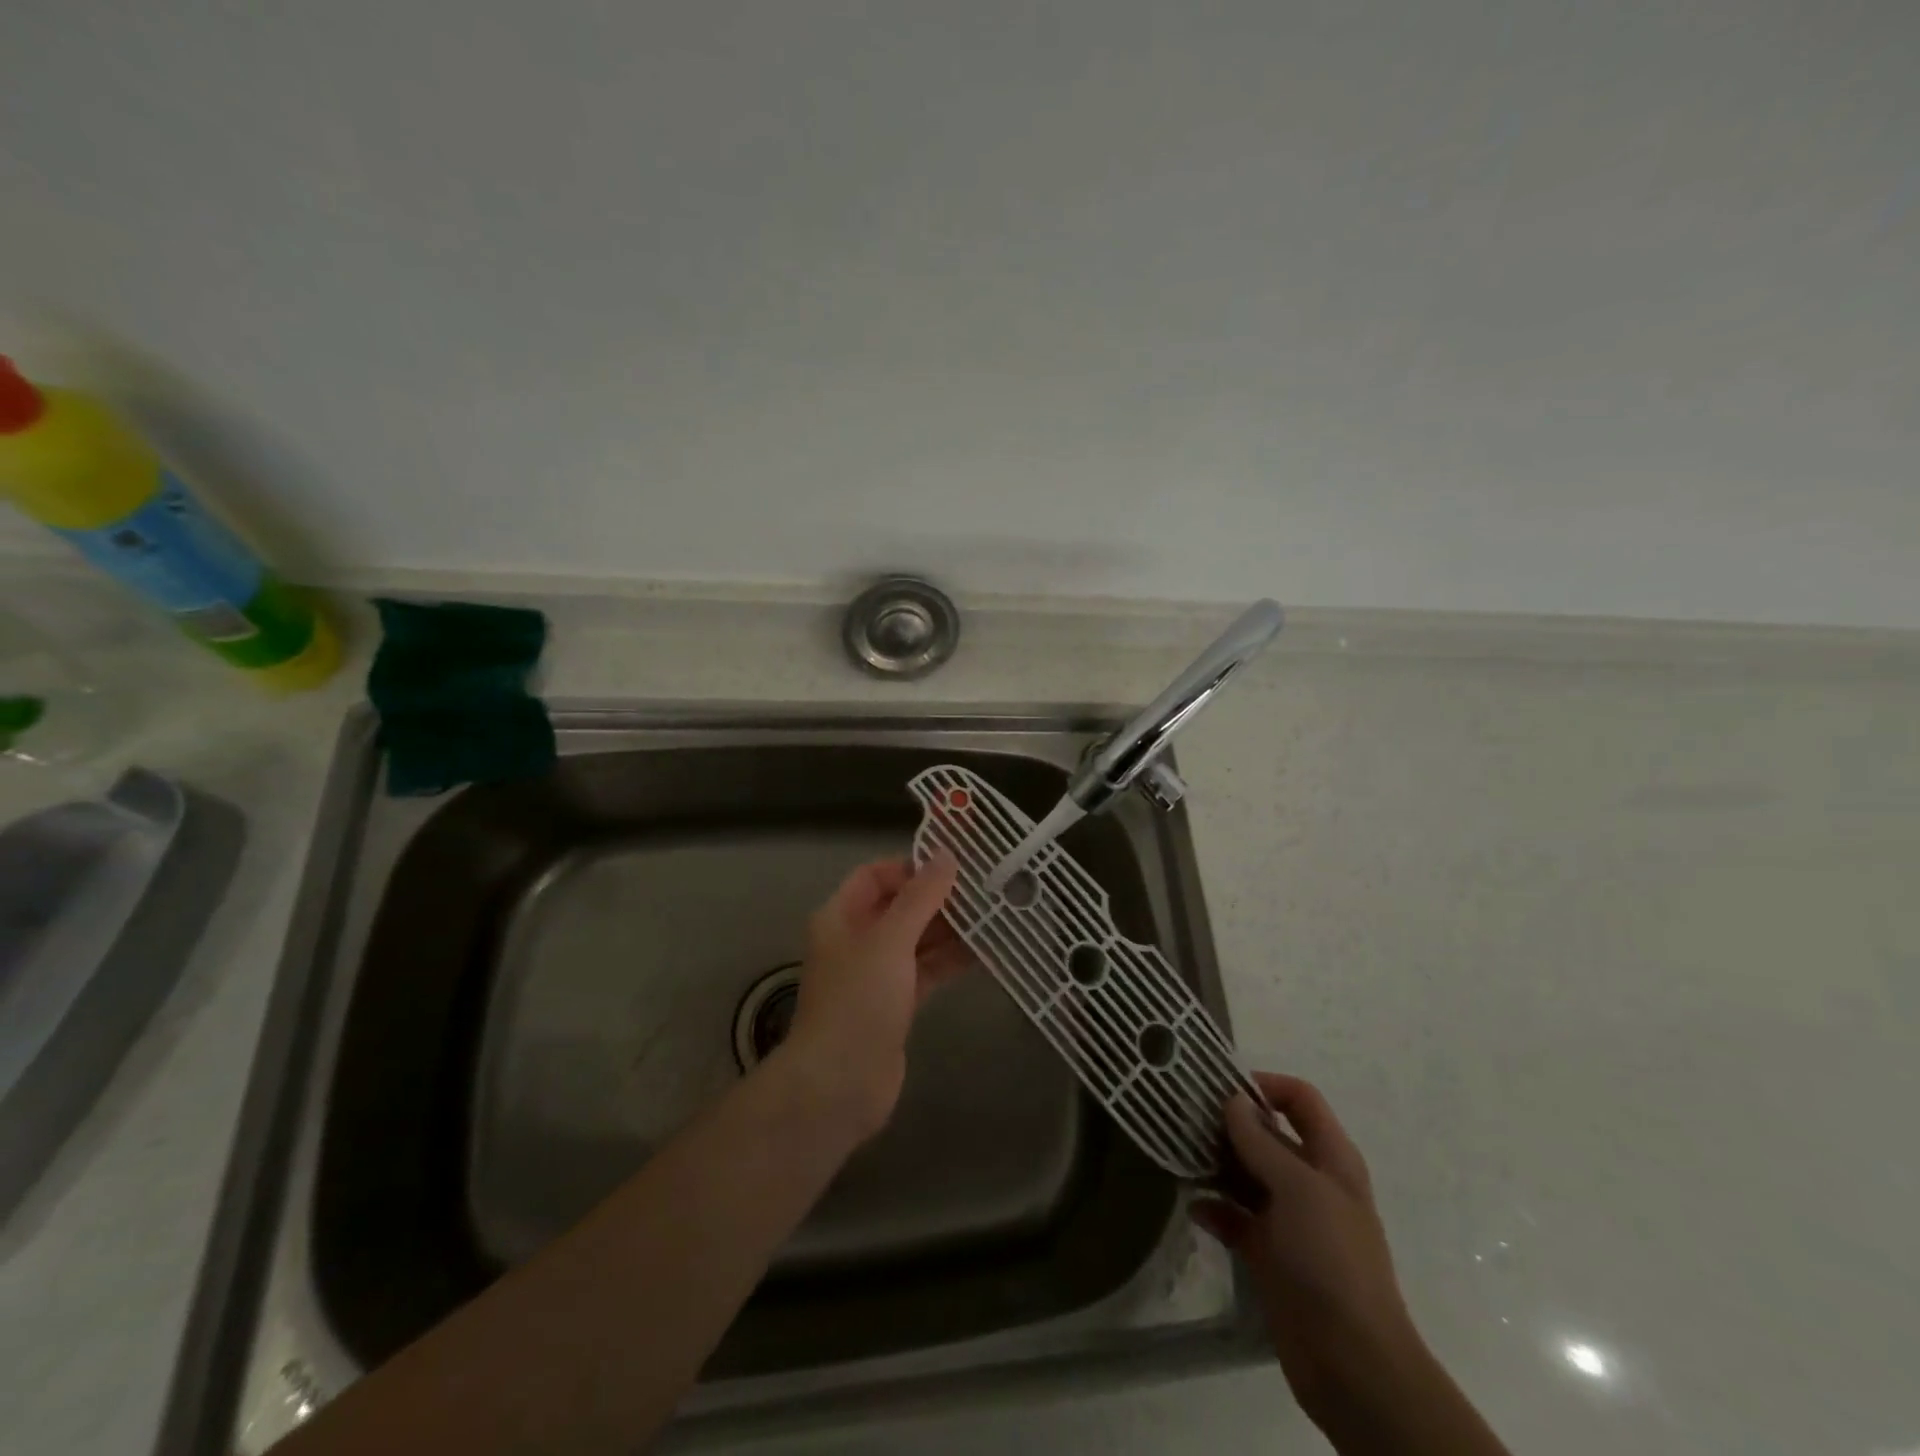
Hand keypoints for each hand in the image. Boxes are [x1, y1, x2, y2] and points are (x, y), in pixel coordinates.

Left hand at [784, 852, 968, 1139]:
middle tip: (983, 889)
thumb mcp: (890, 940)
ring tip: (993, 916)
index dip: (910, 868)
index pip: (874, 876)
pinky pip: (925, 971)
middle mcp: (856, 940)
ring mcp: (876, 974)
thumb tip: (946, 855)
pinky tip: (985, 953)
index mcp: (841, 917)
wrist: (840, 1083)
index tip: (952, 867)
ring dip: (949, 930)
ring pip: (916, 940)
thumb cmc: (859, 1000)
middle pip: (899, 907)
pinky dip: (950, 961)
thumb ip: (920, 897)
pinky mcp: (896, 1004)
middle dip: (938, 898)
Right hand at [1193, 1074, 1423, 1421]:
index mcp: (1330, 1159)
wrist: (1352, 1364)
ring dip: (1216, 1165)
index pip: (1300, 1100)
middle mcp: (1310, 1182)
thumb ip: (1261, 1142)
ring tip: (1179, 1155)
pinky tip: (1192, 1207)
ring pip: (1246, 1175)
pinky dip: (1214, 1209)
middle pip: (1267, 1135)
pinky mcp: (1269, 1254)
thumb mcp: (1298, 1189)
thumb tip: (1232, 1100)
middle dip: (1229, 1124)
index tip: (1222, 1087)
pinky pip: (1235, 1219)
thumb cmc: (1331, 1259)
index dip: (1266, 1085)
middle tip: (1184, 1116)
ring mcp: (1289, 1220)